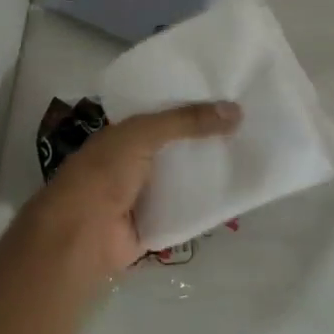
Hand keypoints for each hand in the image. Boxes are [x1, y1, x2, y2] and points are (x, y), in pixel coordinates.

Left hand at [34, 101, 241, 272]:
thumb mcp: (143, 135)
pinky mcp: (158, 222)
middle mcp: (136, 161)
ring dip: (210, 170)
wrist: (81, 236)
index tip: (230, 98)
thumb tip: (236, 110)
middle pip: (178, 146)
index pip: (164, 113)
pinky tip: (237, 190)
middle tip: (250, 125)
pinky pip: (188, 208)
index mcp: (125, 134)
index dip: (193, 105)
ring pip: (185, 177)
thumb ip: (185, 121)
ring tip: (252, 153)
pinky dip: (208, 202)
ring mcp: (146, 194)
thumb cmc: (103, 174)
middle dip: (208, 138)